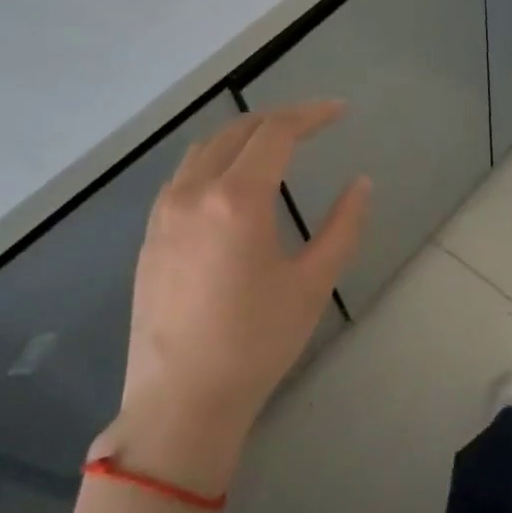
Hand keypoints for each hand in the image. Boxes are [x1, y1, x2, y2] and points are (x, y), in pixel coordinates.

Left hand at [93, 101, 369, 494]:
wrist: (181, 400)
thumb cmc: (257, 341)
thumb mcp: (313, 283)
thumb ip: (343, 225)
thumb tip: (361, 184)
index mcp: (236, 200)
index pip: (276, 134)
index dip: (312, 115)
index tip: (340, 111)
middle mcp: (192, 194)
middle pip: (236, 131)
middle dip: (278, 119)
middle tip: (314, 123)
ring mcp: (163, 214)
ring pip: (203, 150)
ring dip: (243, 136)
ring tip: (277, 146)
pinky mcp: (150, 237)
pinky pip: (184, 177)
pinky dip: (215, 161)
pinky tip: (234, 184)